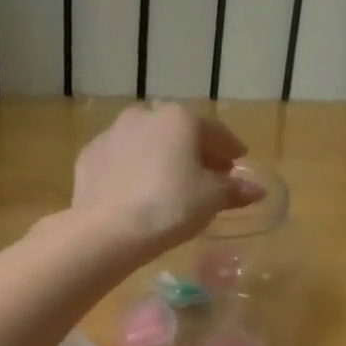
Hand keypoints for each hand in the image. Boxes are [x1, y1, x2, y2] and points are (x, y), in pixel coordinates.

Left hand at [71, 103, 262, 253]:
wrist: (107, 229)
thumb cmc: (170, 207)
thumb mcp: (210, 199)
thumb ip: (234, 190)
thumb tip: (257, 190)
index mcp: (179, 118)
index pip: (214, 131)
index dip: (229, 148)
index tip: (236, 162)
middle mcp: (144, 116)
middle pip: (178, 131)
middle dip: (194, 150)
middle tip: (206, 174)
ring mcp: (112, 133)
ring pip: (146, 141)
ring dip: (161, 155)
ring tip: (170, 181)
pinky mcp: (89, 156)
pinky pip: (120, 158)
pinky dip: (133, 168)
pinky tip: (137, 189)